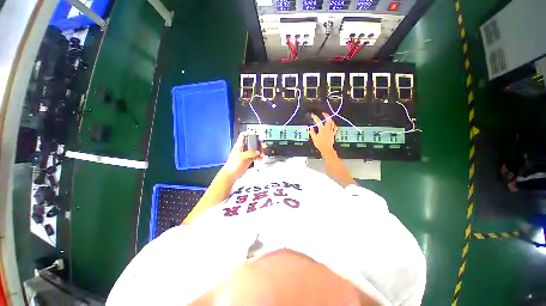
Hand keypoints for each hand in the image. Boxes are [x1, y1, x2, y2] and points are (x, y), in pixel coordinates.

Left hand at [221, 132, 264, 179]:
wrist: (231, 174)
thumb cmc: (232, 164)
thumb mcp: (242, 156)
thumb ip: (251, 153)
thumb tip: (257, 152)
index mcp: (239, 145)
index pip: (243, 135)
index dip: (249, 133)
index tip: (255, 134)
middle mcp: (243, 148)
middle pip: (252, 143)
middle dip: (258, 143)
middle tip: (263, 146)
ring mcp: (246, 154)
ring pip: (255, 150)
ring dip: (259, 151)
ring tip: (263, 154)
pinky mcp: (248, 160)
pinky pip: (255, 156)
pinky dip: (259, 156)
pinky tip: (261, 158)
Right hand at [309, 113, 337, 154]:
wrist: (326, 149)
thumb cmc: (320, 144)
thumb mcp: (314, 138)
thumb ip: (312, 132)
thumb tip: (311, 127)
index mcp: (322, 129)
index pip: (318, 121)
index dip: (315, 117)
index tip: (312, 115)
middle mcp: (327, 128)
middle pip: (328, 119)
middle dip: (326, 115)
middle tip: (323, 113)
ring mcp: (331, 131)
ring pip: (332, 122)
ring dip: (330, 119)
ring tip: (328, 117)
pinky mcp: (333, 133)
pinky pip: (335, 127)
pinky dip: (334, 124)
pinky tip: (333, 124)